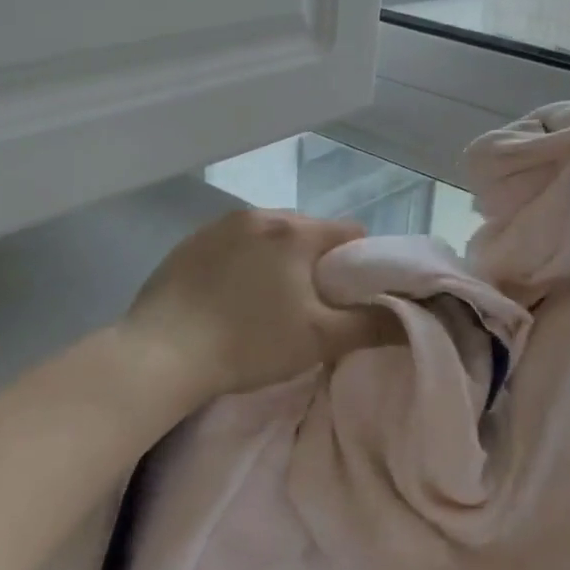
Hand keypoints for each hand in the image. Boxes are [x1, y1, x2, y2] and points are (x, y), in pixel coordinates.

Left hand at [119, 208, 397, 404]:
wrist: (160, 355)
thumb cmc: (249, 343)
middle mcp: (260, 214)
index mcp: (296, 231)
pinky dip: (243, 262)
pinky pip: (234, 244)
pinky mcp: (189, 242)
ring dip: (279, 260)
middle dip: (317, 262)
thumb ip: (371, 325)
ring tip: (267, 303)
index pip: (350, 232)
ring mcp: (219, 225)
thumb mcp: (319, 340)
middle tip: (309, 305)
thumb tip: (409, 318)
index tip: (348, 297)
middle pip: (309, 231)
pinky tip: (230, 298)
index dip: (360, 263)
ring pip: (270, 236)